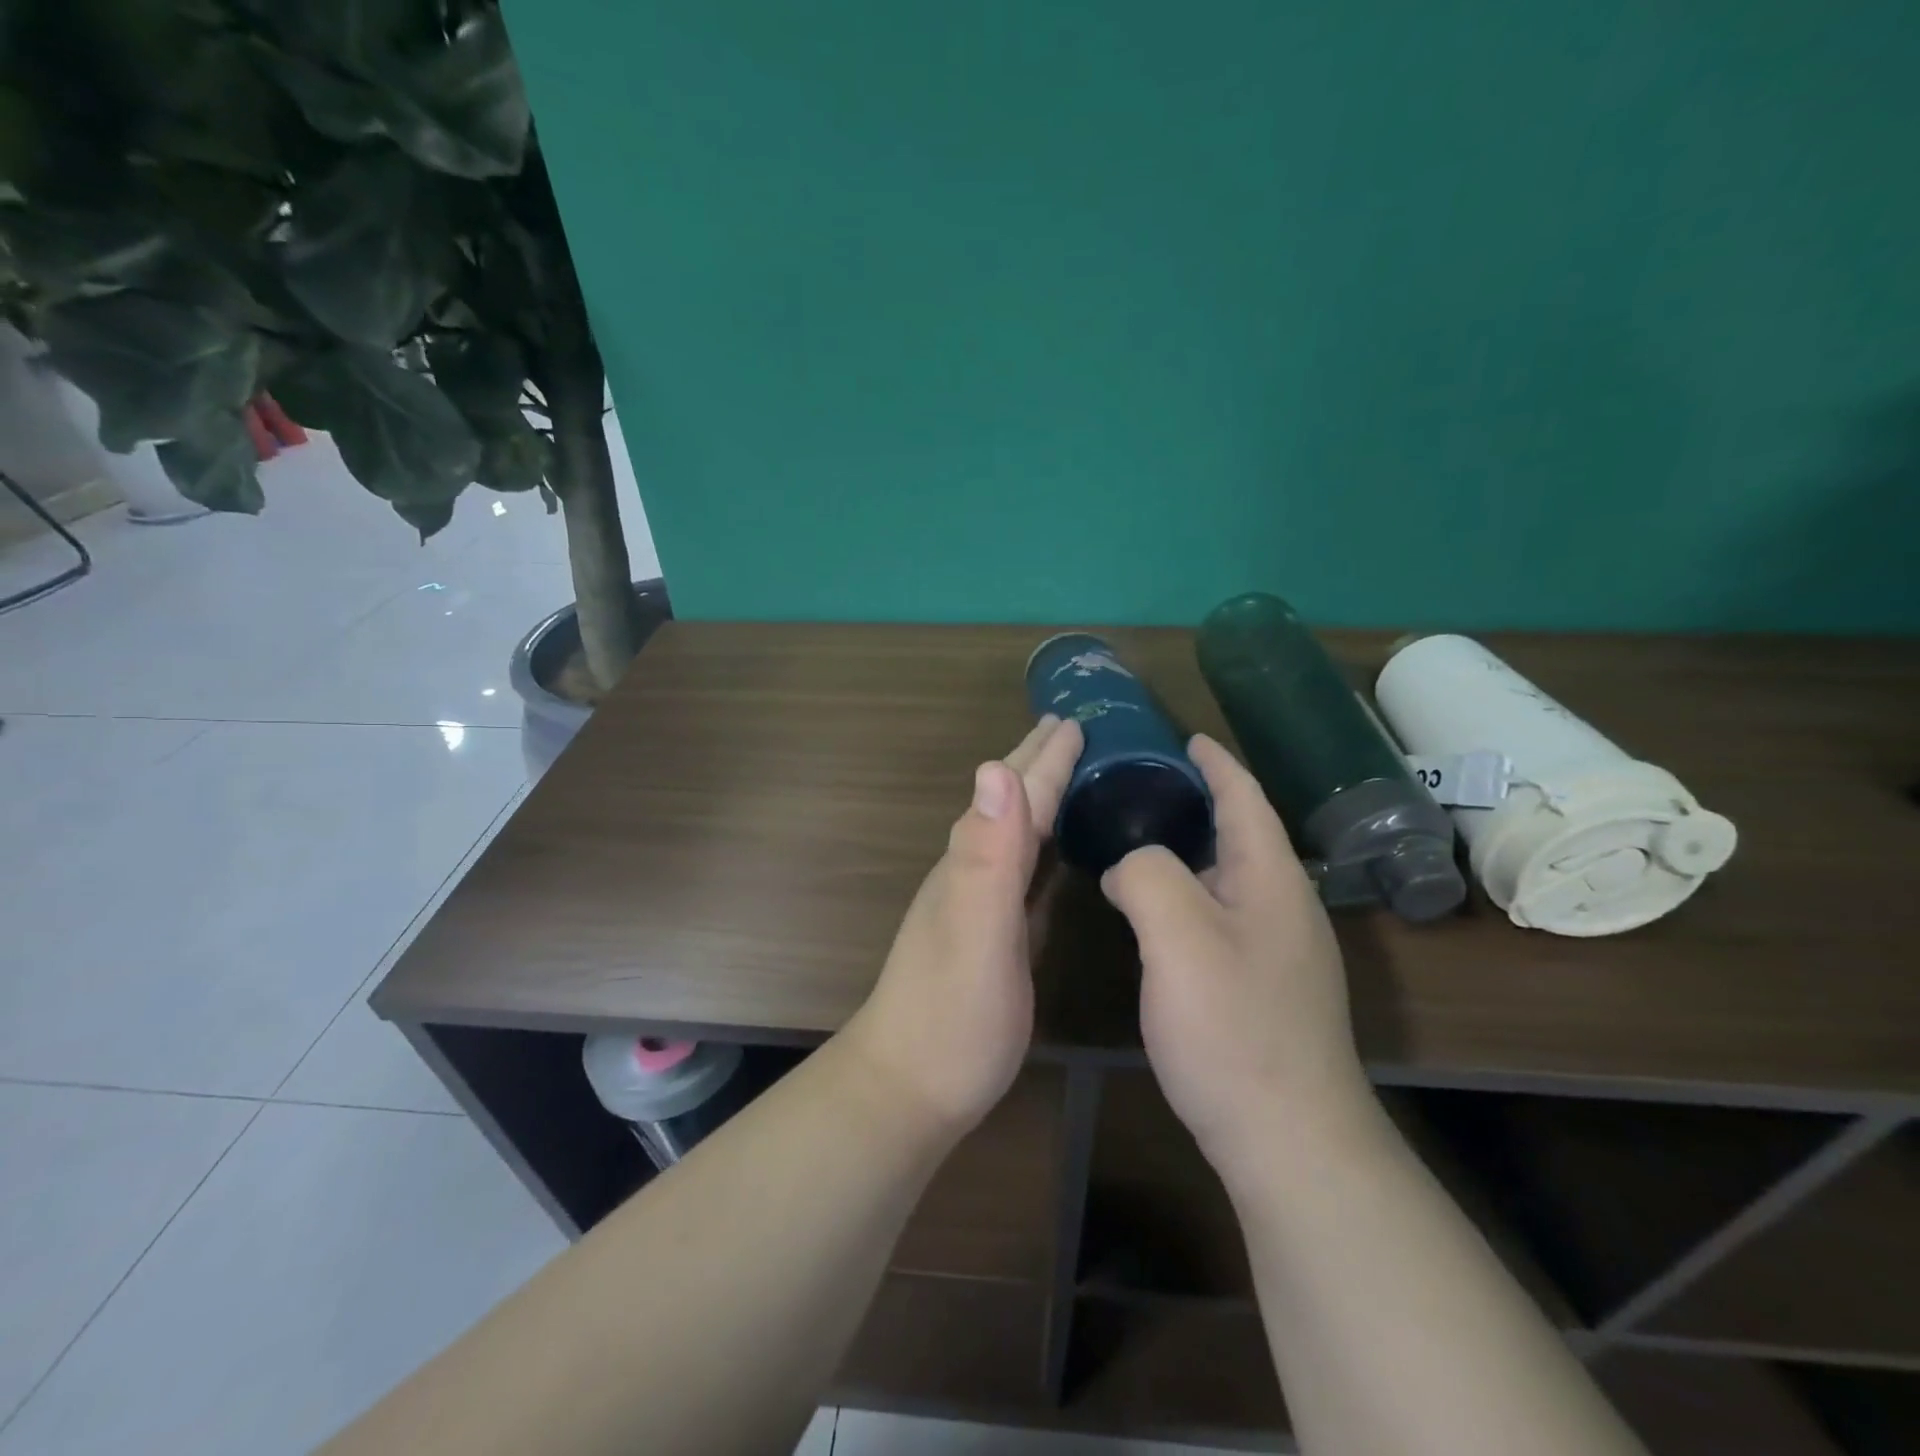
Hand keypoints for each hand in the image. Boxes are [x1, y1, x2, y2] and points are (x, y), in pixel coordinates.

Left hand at [843, 715, 1083, 1136]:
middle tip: (1072, 728)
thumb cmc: (952, 1016)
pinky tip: (1054, 852)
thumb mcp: (976, 933)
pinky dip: (1042, 847)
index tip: (1075, 719)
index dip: (1048, 758)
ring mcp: (980, 905)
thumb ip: (987, 854)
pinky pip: (1024, 873)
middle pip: (1011, 804)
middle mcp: (974, 872)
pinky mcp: (993, 936)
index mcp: (976, 862)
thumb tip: (994, 767)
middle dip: (1039, 763)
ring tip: (1066, 772)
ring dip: (1040, 798)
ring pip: (1017, 834)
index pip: (1019, 796)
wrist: (910, 1087)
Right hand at [1100, 734, 1368, 1181]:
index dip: (1214, 761)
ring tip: (1136, 839)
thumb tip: (1129, 865)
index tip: (1183, 736)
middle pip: (1238, 833)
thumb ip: (1146, 873)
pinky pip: (1220, 915)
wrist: (1289, 1141)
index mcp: (1270, 878)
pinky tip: (1154, 911)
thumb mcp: (1178, 934)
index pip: (1244, 797)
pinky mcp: (1264, 986)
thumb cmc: (1233, 1027)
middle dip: (1196, 800)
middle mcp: (1283, 905)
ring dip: (1188, 850)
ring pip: (1227, 877)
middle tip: (1138, 786)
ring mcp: (1279, 950)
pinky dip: (1186, 894)